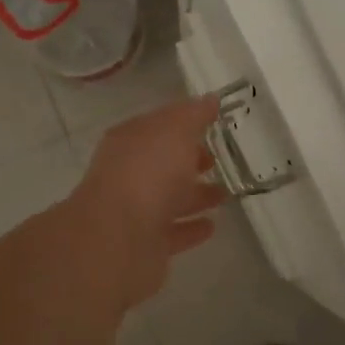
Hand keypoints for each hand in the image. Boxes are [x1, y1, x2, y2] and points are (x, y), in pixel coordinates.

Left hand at [69, 94, 228, 307]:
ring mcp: (135, 211)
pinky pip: (173, 232)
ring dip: (195, 195)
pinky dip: (191, 228)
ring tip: (225, 194)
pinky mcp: (145, 245)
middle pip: (163, 163)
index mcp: (130, 141)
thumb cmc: (147, 174)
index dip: (184, 122)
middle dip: (189, 159)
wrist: (118, 239)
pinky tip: (212, 226)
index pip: (158, 125)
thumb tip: (210, 99)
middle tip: (218, 159)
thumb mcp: (175, 131)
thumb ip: (194, 115)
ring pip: (169, 198)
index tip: (212, 123)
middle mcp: (129, 173)